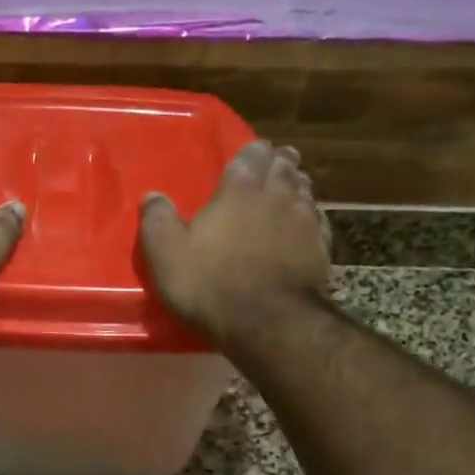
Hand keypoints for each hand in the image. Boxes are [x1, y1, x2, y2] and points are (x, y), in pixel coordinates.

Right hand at [139, 139, 330, 347]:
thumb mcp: (167, 254)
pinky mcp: (322, 250)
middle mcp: (277, 197)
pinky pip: (318, 221)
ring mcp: (305, 223)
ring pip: (305, 192)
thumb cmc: (210, 283)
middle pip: (284, 169)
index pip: (251, 155)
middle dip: (279, 163)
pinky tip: (308, 222)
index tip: (252, 151)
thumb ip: (157, 220)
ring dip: (298, 185)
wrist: (268, 322)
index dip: (252, 152)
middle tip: (276, 161)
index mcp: (239, 190)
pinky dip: (312, 216)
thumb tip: (152, 196)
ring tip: (293, 185)